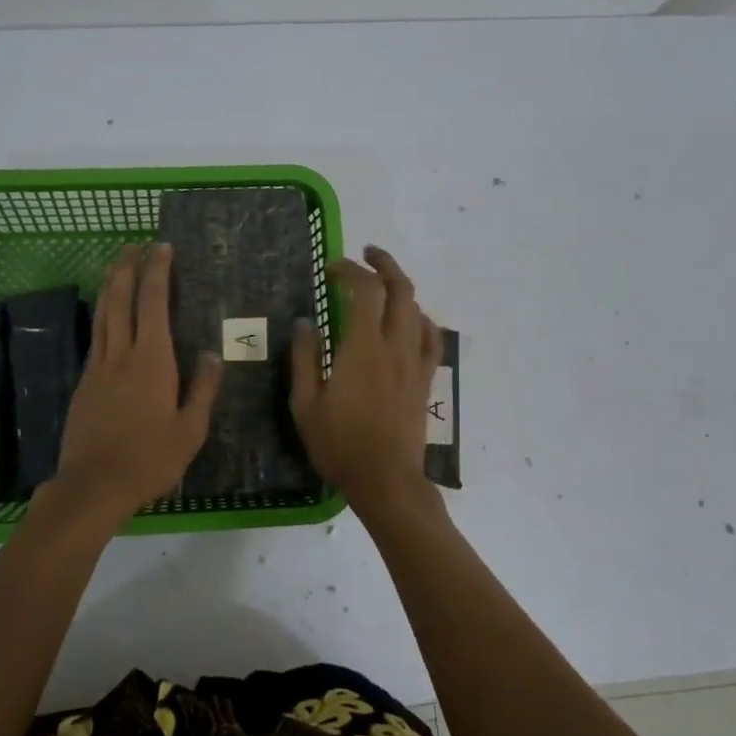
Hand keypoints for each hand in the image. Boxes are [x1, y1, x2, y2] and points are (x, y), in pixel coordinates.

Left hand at [47, 242, 223, 522]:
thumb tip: (211, 353)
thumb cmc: (149, 459)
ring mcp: (98, 366)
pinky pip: (96, 336)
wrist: (93, 485)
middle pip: (119, 298)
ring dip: (110, 284)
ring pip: (102, 313)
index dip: (157, 272)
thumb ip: (202, 388)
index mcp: (152, 360)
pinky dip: (103, 314)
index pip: (153, 303)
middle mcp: (121, 353)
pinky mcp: (84, 381)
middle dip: (127, 267)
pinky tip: (107, 315)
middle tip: (134, 244)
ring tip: (117, 264)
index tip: (161, 248)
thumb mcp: (190, 430)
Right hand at [291, 246, 441, 501]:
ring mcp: (414, 362)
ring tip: (383, 281)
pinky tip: (409, 319)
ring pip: (417, 309)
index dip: (349, 270)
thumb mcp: (305, 405)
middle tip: (364, 255)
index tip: (329, 268)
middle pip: (399, 289)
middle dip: (383, 264)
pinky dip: (420, 319)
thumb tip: (305, 322)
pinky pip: (431, 338)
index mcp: (362, 349)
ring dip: (401, 286)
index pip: (364, 290)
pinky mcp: (425, 379)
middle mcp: (394, 347)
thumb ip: (304, 359)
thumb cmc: (340, 445)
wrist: (386, 480)